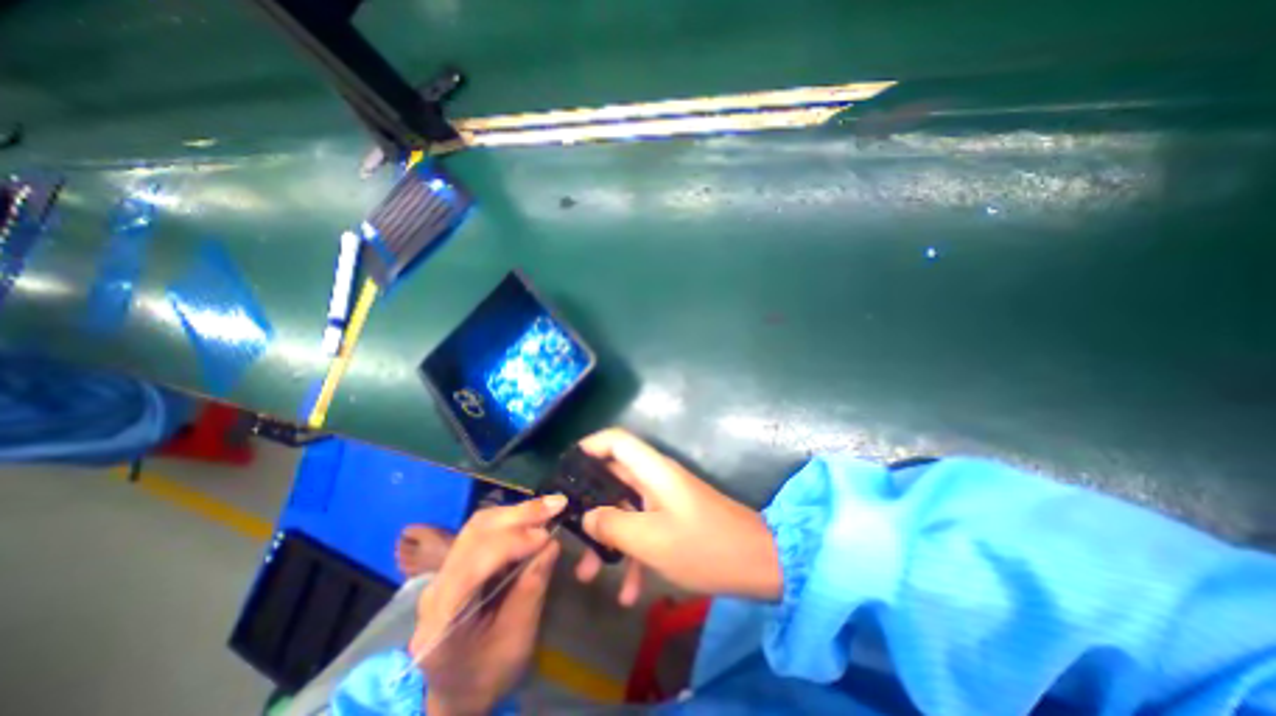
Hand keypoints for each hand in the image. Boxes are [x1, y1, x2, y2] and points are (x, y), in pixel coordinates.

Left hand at [412, 494, 565, 714]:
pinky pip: (484, 529)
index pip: (472, 564)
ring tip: (549, 506)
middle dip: (519, 516)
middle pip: (475, 534)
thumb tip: (551, 544)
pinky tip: (533, 517)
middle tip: (556, 505)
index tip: (547, 535)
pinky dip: (512, 519)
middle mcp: (436, 585)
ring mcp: (444, 570)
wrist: (457, 689)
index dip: (510, 543)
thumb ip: (531, 590)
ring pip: (479, 525)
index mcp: (441, 619)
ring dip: (517, 512)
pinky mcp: (458, 561)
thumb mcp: (516, 640)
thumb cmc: (487, 674)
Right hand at [573, 431, 784, 604]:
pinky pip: (645, 529)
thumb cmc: (703, 546)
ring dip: (608, 538)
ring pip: (626, 509)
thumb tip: (588, 516)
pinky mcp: (674, 519)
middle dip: (591, 506)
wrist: (759, 564)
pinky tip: (628, 594)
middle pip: (614, 478)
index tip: (566, 470)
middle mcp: (656, 479)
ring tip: (588, 575)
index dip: (589, 447)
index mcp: (652, 470)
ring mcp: (666, 500)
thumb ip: (613, 525)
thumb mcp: (651, 539)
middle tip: (569, 531)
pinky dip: (633, 555)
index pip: (616, 440)